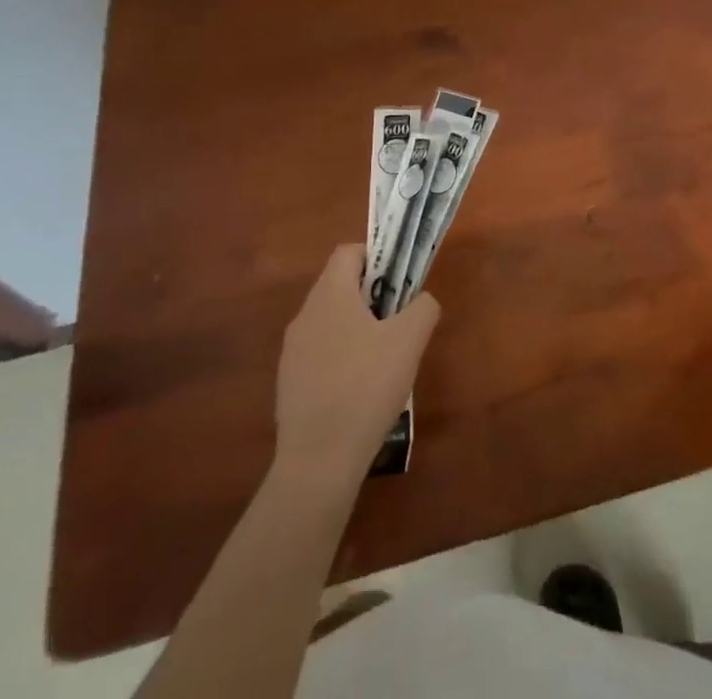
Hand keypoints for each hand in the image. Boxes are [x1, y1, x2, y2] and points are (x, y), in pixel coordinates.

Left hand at [274, 244, 440, 481]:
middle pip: (338, 285)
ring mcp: (292, 351)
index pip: (348, 252)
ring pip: (329, 320)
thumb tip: (421, 300)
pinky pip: (319, 352)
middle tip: (397, 320)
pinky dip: (340, 356)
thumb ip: (423, 307)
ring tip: (382, 357)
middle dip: (370, 294)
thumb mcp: (410, 341)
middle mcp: (305, 315)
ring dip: (356, 326)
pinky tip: (360, 388)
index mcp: (330, 295)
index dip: (376, 257)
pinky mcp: (288, 382)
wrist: (319, 460)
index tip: (398, 281)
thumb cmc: (366, 387)